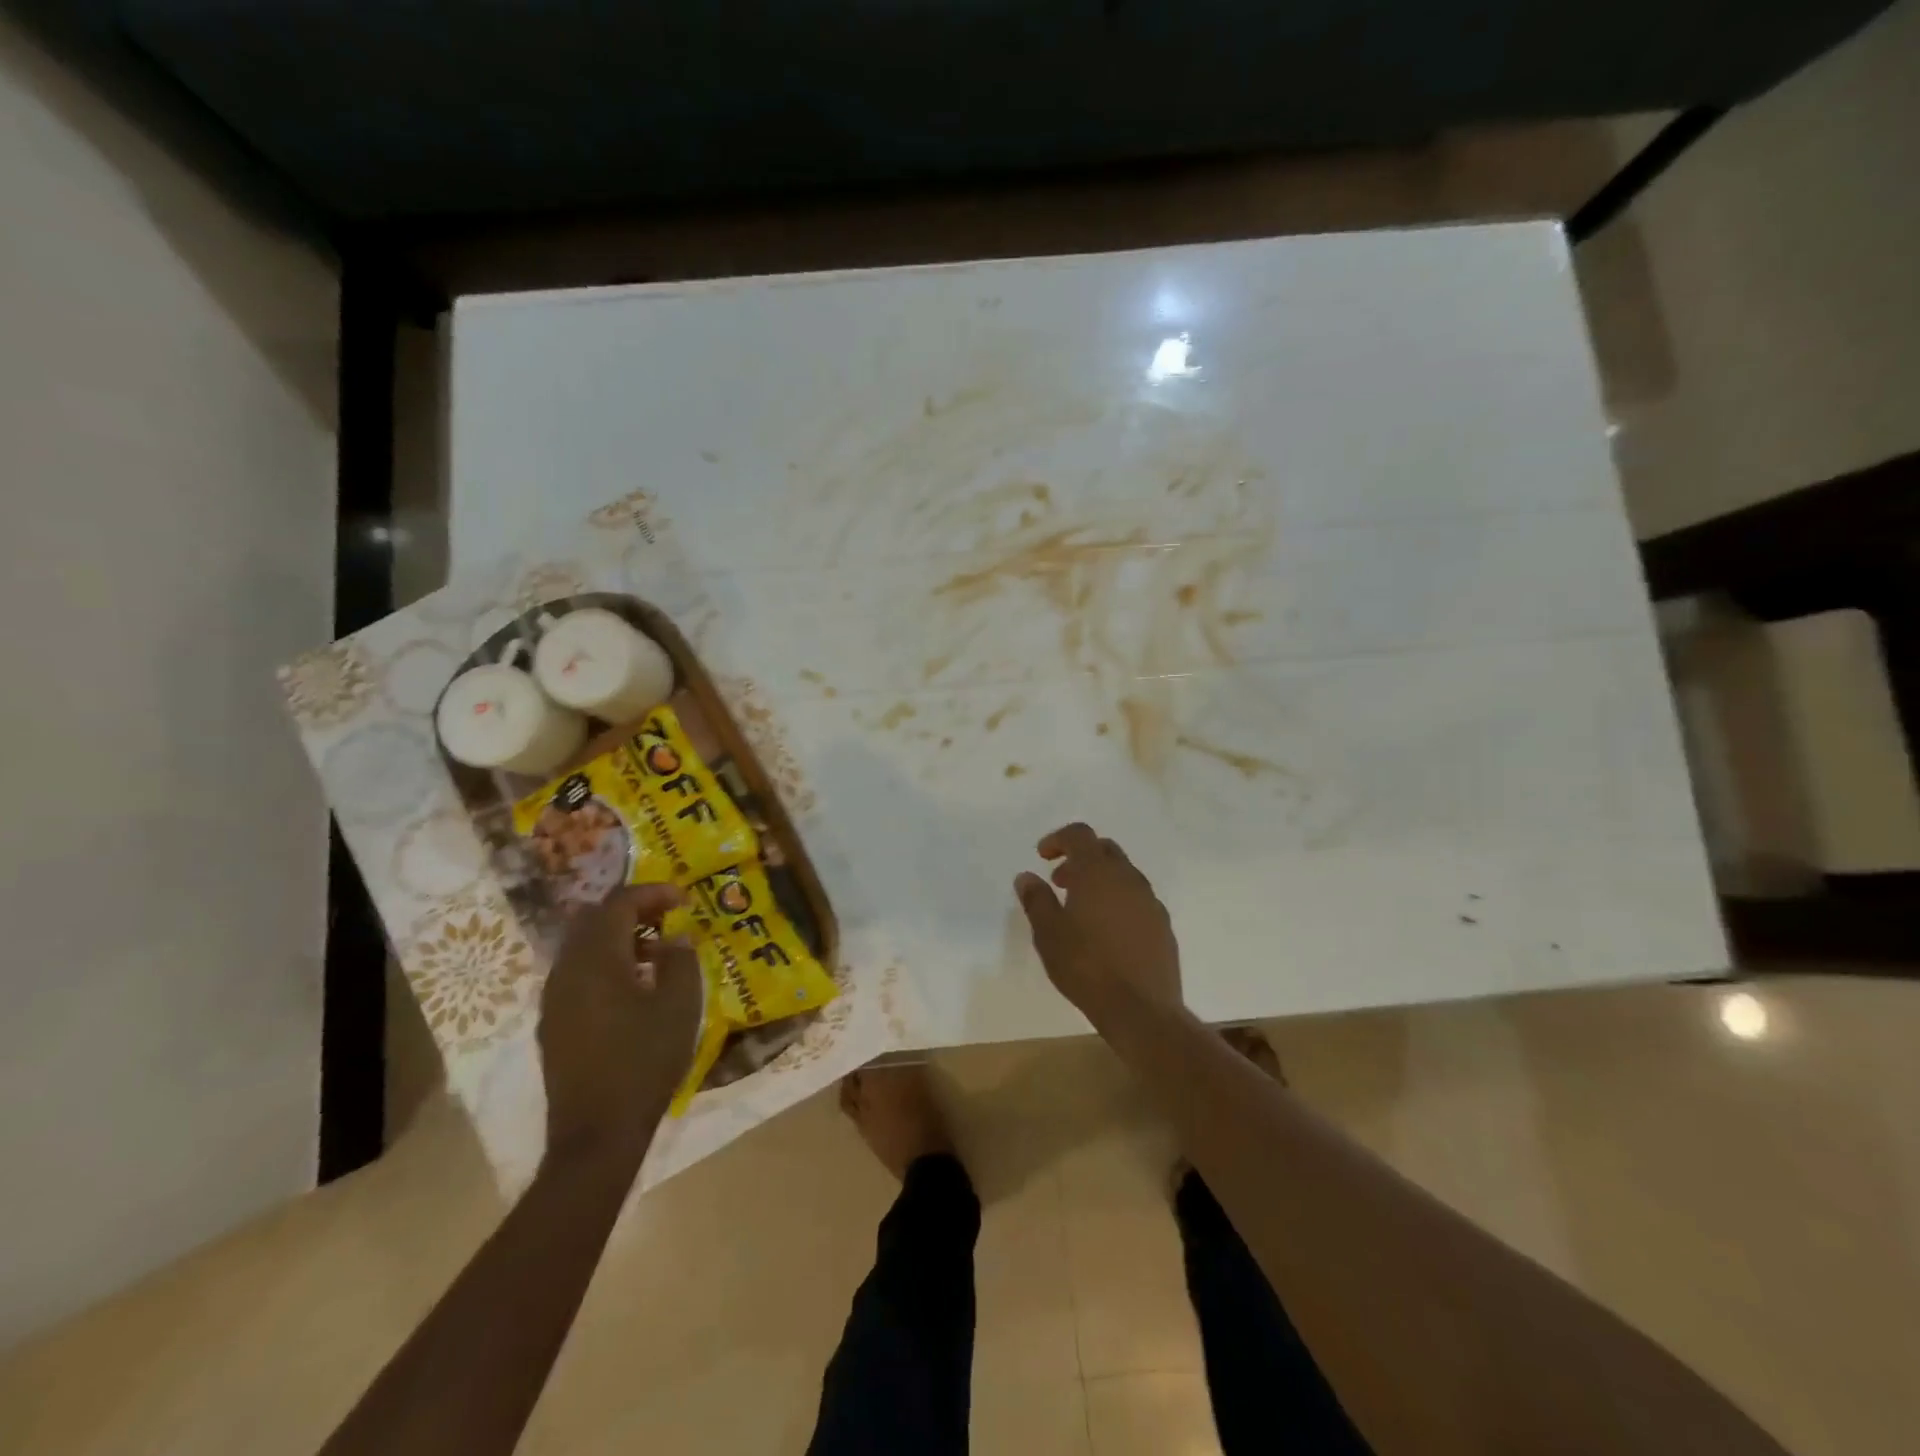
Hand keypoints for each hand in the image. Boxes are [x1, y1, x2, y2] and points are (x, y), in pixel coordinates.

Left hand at [539, 883, 702, 1163]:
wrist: (596, 1133)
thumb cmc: (644, 1062)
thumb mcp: (680, 1006)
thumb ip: (680, 960)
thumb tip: (673, 937)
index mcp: (597, 959)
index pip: (619, 903)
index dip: (653, 893)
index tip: (684, 900)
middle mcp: (566, 969)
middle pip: (594, 918)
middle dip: (632, 909)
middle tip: (668, 917)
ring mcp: (554, 997)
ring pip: (582, 944)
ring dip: (617, 936)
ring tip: (655, 950)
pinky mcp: (553, 1021)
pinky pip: (576, 971)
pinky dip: (604, 961)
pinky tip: (632, 985)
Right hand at [1015, 823, 1181, 1010]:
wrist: (1141, 1009)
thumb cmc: (1086, 966)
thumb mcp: (1048, 933)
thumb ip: (1036, 899)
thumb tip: (1026, 876)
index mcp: (1097, 872)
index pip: (1079, 835)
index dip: (1058, 839)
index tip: (1042, 857)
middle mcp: (1128, 878)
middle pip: (1104, 850)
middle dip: (1080, 858)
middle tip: (1060, 882)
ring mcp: (1150, 901)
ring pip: (1123, 874)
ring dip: (1100, 880)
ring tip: (1080, 910)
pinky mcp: (1162, 926)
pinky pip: (1137, 899)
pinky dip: (1118, 901)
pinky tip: (1106, 932)